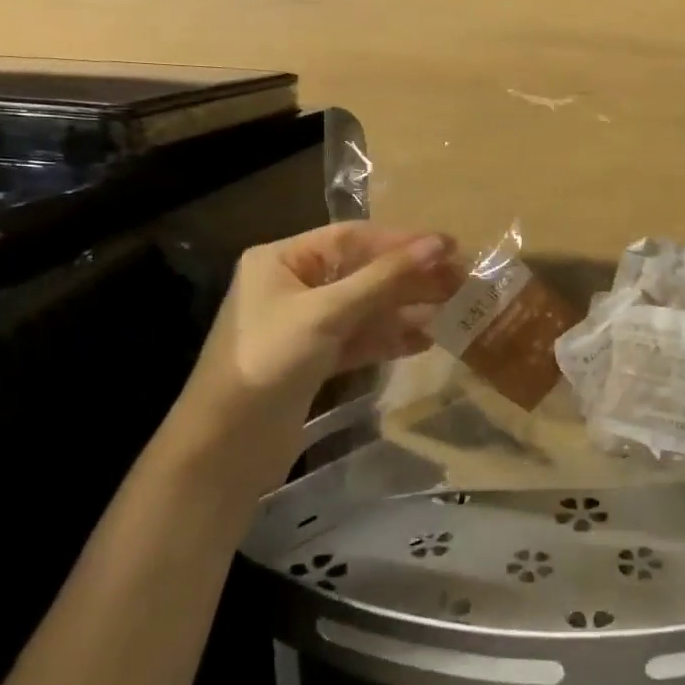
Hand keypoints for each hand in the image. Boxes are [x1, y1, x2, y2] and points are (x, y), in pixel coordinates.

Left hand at [164, 223, 458, 504]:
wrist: (224, 447)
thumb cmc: (270, 362)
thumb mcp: (328, 312)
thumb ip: (385, 277)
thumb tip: (439, 244)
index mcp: (282, 259)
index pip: (352, 238)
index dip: (402, 241)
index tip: (450, 246)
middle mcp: (292, 285)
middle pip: (362, 272)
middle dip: (409, 277)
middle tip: (460, 280)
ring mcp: (303, 325)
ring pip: (365, 307)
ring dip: (405, 309)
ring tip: (452, 309)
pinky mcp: (313, 360)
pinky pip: (359, 339)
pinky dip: (389, 339)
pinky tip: (426, 340)